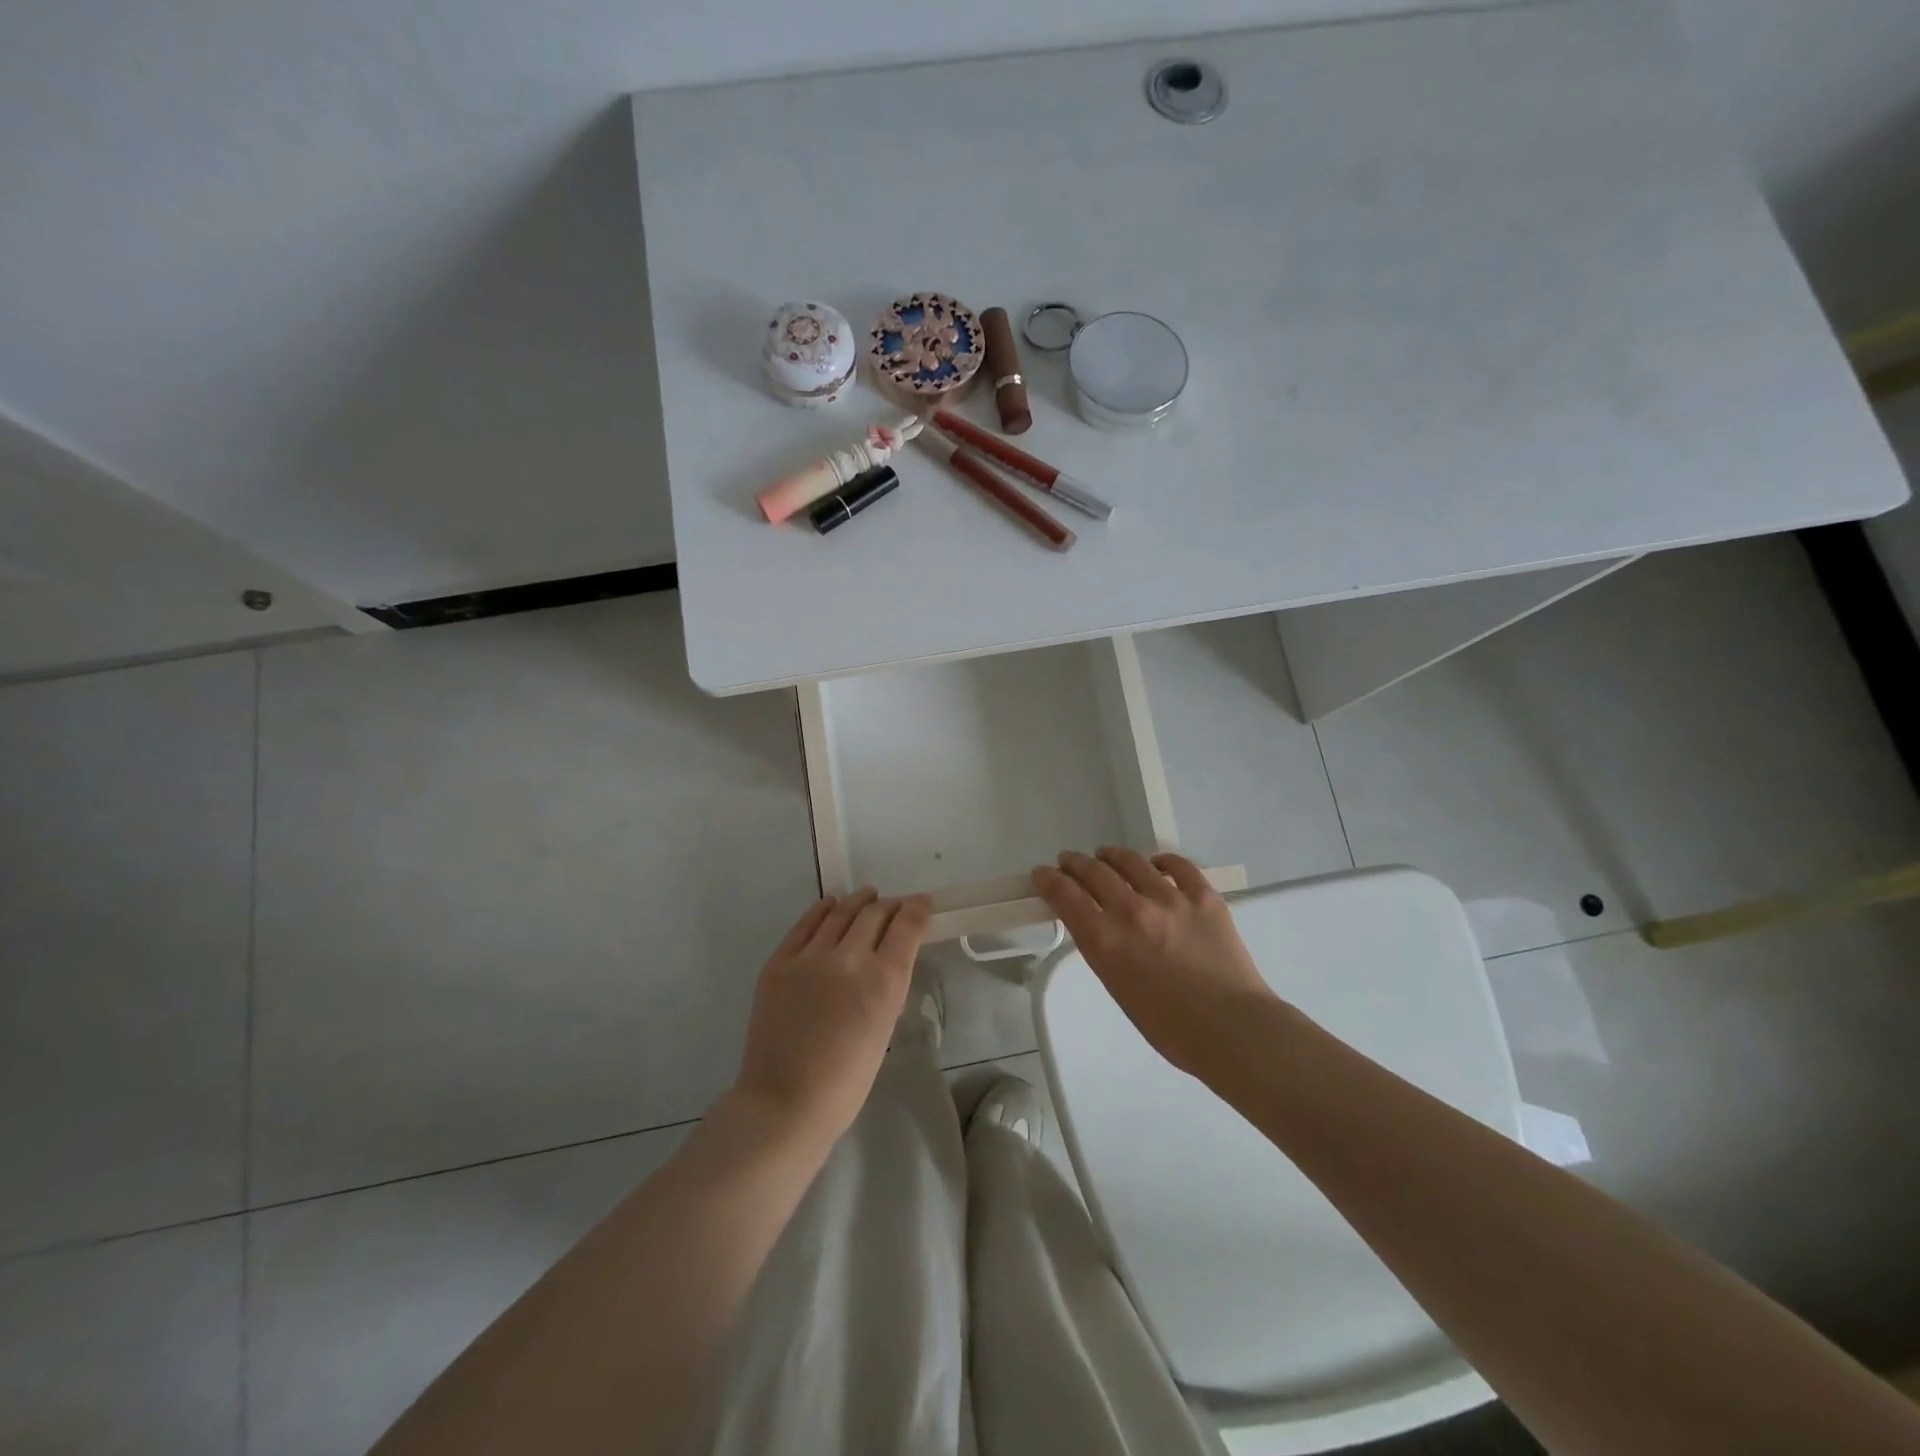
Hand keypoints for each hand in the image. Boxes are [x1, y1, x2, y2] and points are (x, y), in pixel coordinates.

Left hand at [733, 889, 931, 1143]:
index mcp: (884, 981)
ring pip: (841, 912)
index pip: (907, 925)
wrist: (784, 1102)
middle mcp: (850, 958)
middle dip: (889, 905)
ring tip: (866, 896)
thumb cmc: (845, 1082)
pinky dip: (822, 910)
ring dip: (858, 901)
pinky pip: (805, 924)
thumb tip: (884, 960)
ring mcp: (811, 957)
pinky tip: (830, 905)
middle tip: (893, 907)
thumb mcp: (884, 1028)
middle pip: (875, 913)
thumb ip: (887, 987)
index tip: (922, 903)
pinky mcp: (780, 961)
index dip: (917, 908)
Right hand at [1033, 848, 1278, 1077]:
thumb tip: (1100, 926)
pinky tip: (1155, 864)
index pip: (1065, 895)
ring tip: (1106, 855)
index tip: (1043, 874)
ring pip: (1130, 861)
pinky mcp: (1203, 895)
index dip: (1048, 880)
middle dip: (1075, 863)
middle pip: (1093, 872)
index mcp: (1105, 940)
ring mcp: (1170, 899)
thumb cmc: (1170, 1027)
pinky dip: (1160, 861)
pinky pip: (1177, 866)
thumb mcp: (1118, 987)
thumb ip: (1104, 950)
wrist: (1232, 1029)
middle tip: (1069, 862)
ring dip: (1111, 856)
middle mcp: (1131, 911)